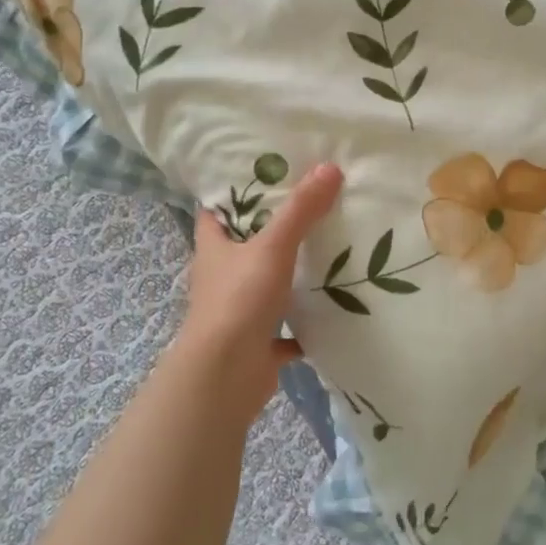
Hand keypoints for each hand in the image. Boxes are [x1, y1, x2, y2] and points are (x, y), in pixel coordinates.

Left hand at [174, 162, 342, 422]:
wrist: (225, 377)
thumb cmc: (239, 300)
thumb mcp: (273, 247)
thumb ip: (301, 210)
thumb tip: (330, 167)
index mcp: (214, 249)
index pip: (216, 211)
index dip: (235, 191)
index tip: (268, 174)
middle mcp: (221, 278)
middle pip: (244, 247)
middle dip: (273, 230)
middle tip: (311, 206)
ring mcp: (237, 314)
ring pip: (265, 287)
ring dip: (289, 276)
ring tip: (329, 252)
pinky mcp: (256, 345)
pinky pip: (284, 330)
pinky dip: (303, 325)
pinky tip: (331, 311)